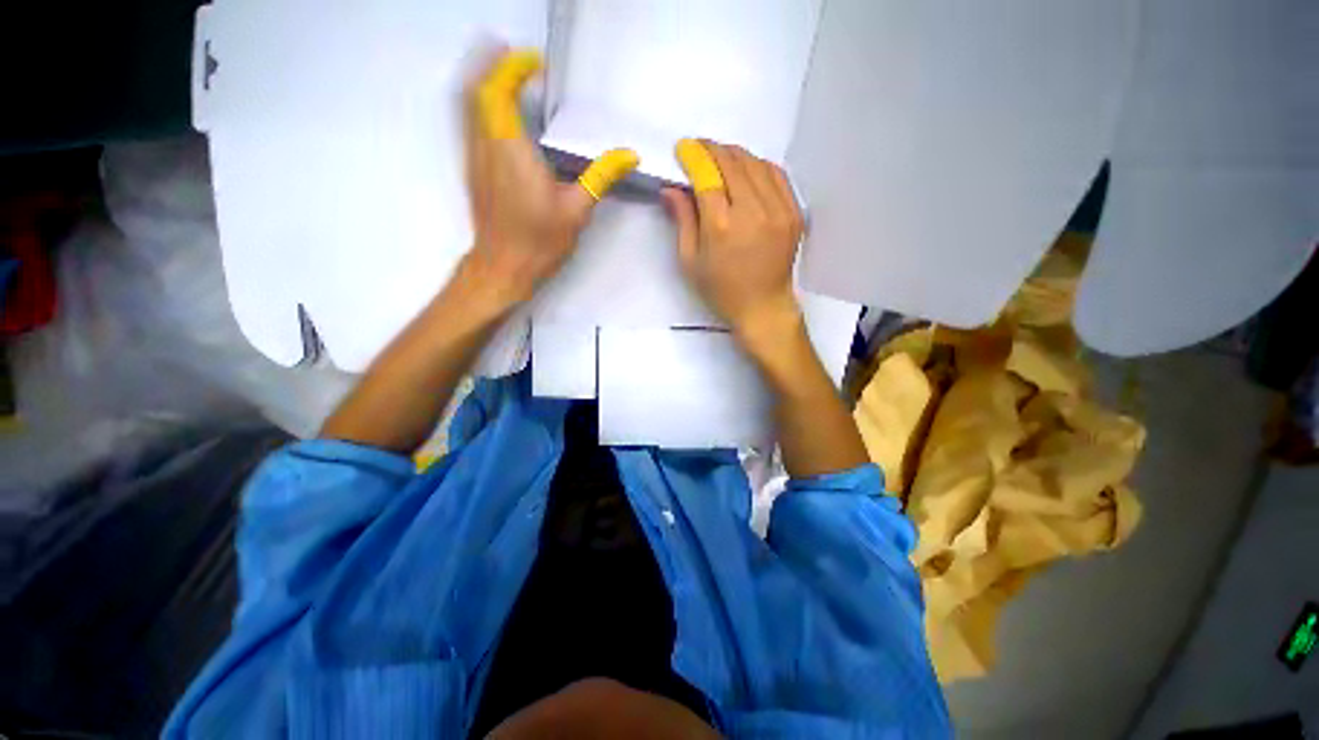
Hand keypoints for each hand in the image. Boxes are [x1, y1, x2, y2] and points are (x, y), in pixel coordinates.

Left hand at [461, 48, 637, 307]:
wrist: (503, 267)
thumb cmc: (539, 241)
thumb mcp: (577, 209)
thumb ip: (601, 176)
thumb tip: (629, 155)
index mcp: (512, 149)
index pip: (501, 90)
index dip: (514, 67)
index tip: (536, 62)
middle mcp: (486, 145)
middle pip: (478, 89)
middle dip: (496, 66)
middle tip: (521, 61)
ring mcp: (475, 157)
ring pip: (469, 105)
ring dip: (486, 83)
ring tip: (511, 77)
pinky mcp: (474, 170)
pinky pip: (471, 124)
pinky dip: (483, 106)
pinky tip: (503, 115)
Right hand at [661, 139, 803, 340]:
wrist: (762, 307)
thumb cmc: (721, 290)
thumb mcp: (690, 262)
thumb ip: (682, 221)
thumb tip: (670, 188)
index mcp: (721, 227)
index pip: (707, 175)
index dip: (694, 156)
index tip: (684, 149)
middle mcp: (752, 212)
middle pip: (732, 162)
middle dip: (712, 149)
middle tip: (699, 150)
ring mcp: (778, 210)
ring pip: (756, 163)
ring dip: (735, 155)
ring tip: (721, 158)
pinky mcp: (794, 213)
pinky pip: (777, 175)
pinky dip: (759, 166)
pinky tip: (748, 170)